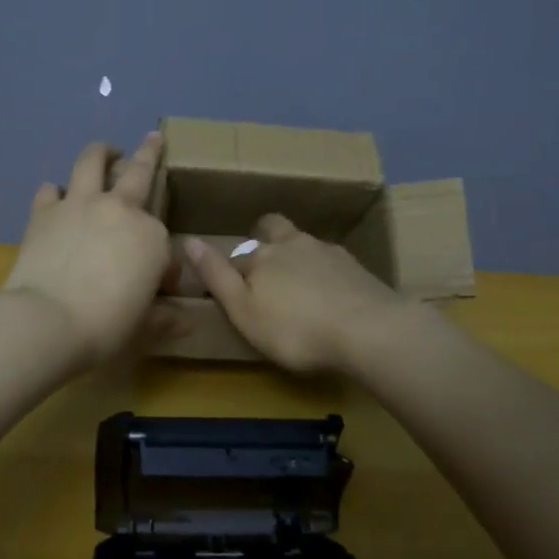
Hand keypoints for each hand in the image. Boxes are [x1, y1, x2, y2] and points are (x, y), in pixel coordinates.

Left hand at [1, 133, 173, 366]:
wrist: (47, 320)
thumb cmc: (105, 325)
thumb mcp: (142, 326)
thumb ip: (164, 318)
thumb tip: (185, 323)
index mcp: (151, 236)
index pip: (163, 240)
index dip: (163, 264)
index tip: (158, 286)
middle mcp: (119, 210)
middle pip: (139, 171)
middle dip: (150, 152)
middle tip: (154, 139)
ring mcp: (79, 205)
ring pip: (92, 161)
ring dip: (101, 152)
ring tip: (105, 151)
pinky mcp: (44, 212)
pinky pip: (51, 189)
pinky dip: (56, 191)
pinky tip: (56, 197)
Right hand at [182, 214, 412, 372]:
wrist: (370, 330)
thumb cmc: (295, 329)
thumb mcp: (244, 311)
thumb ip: (216, 276)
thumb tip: (188, 240)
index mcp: (260, 256)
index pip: (235, 256)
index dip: (230, 269)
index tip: (230, 287)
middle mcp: (292, 244)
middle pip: (273, 229)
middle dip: (265, 238)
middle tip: (264, 262)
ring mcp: (327, 252)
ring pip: (304, 242)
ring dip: (298, 255)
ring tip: (301, 284)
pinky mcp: (356, 266)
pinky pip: (332, 260)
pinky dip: (326, 271)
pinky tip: (332, 293)